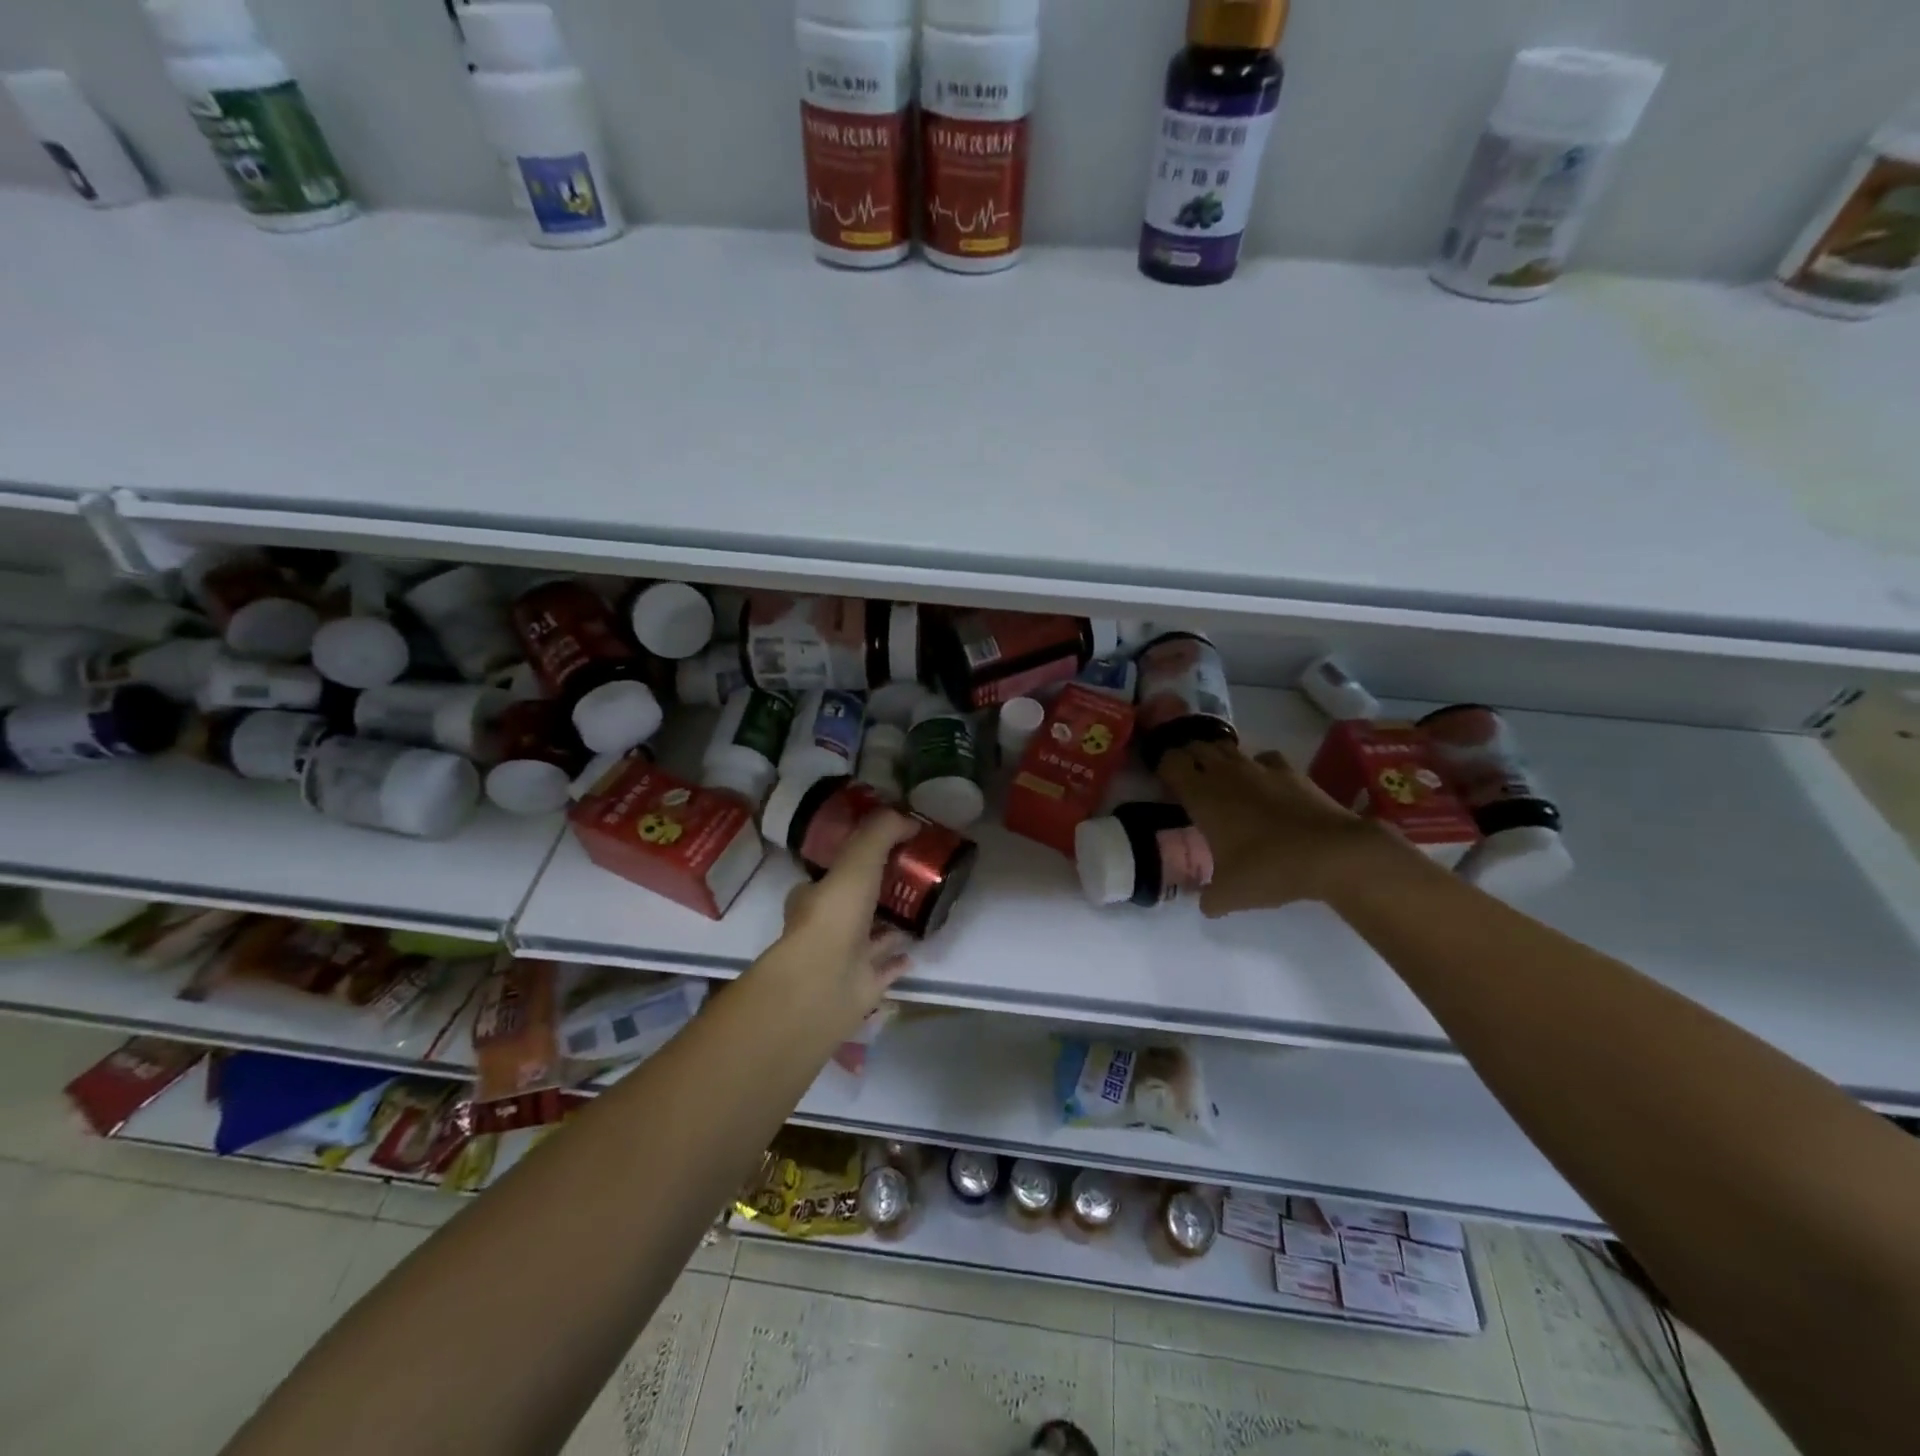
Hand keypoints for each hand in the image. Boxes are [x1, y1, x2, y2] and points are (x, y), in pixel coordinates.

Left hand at [760, 809, 917, 1037]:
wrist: (823, 984)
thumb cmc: (834, 916)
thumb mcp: (857, 861)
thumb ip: (880, 834)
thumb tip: (908, 818)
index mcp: (813, 896)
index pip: (832, 874)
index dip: (853, 862)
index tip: (883, 851)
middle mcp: (825, 928)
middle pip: (852, 906)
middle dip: (875, 895)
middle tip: (908, 880)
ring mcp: (843, 960)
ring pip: (869, 938)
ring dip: (889, 927)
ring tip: (919, 911)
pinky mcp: (861, 987)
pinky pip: (884, 969)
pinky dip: (898, 960)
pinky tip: (915, 951)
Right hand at [1160, 741, 1400, 915]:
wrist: (1334, 853)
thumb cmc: (1270, 869)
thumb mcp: (1230, 895)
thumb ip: (1209, 898)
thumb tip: (1206, 904)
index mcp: (1201, 795)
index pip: (1170, 762)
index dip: (1163, 767)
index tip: (1163, 783)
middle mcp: (1225, 773)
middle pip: (1196, 746)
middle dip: (1188, 758)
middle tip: (1187, 779)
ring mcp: (1259, 767)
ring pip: (1228, 748)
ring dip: (1218, 758)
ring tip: (1220, 780)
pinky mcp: (1290, 770)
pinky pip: (1263, 758)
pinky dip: (1256, 767)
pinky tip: (1262, 784)